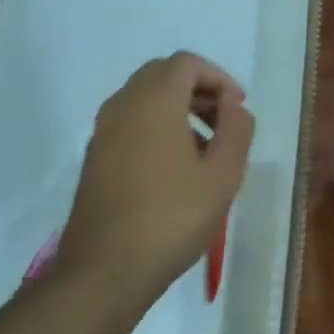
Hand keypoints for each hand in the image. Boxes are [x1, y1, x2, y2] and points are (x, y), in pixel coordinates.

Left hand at [60, 51, 254, 302]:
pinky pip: (130, 123)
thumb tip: (234, 107)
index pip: (186, 63)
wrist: (104, 270)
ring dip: (177, 109)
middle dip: (198, 90)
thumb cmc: (171, 218)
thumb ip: (236, 131)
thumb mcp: (222, 176)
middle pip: (162, 75)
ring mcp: (103, 131)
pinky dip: (156, 127)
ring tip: (206, 149)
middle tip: (224, 122)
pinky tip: (175, 169)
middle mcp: (122, 105)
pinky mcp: (95, 157)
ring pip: (144, 99)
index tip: (238, 108)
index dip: (218, 78)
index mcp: (154, 101)